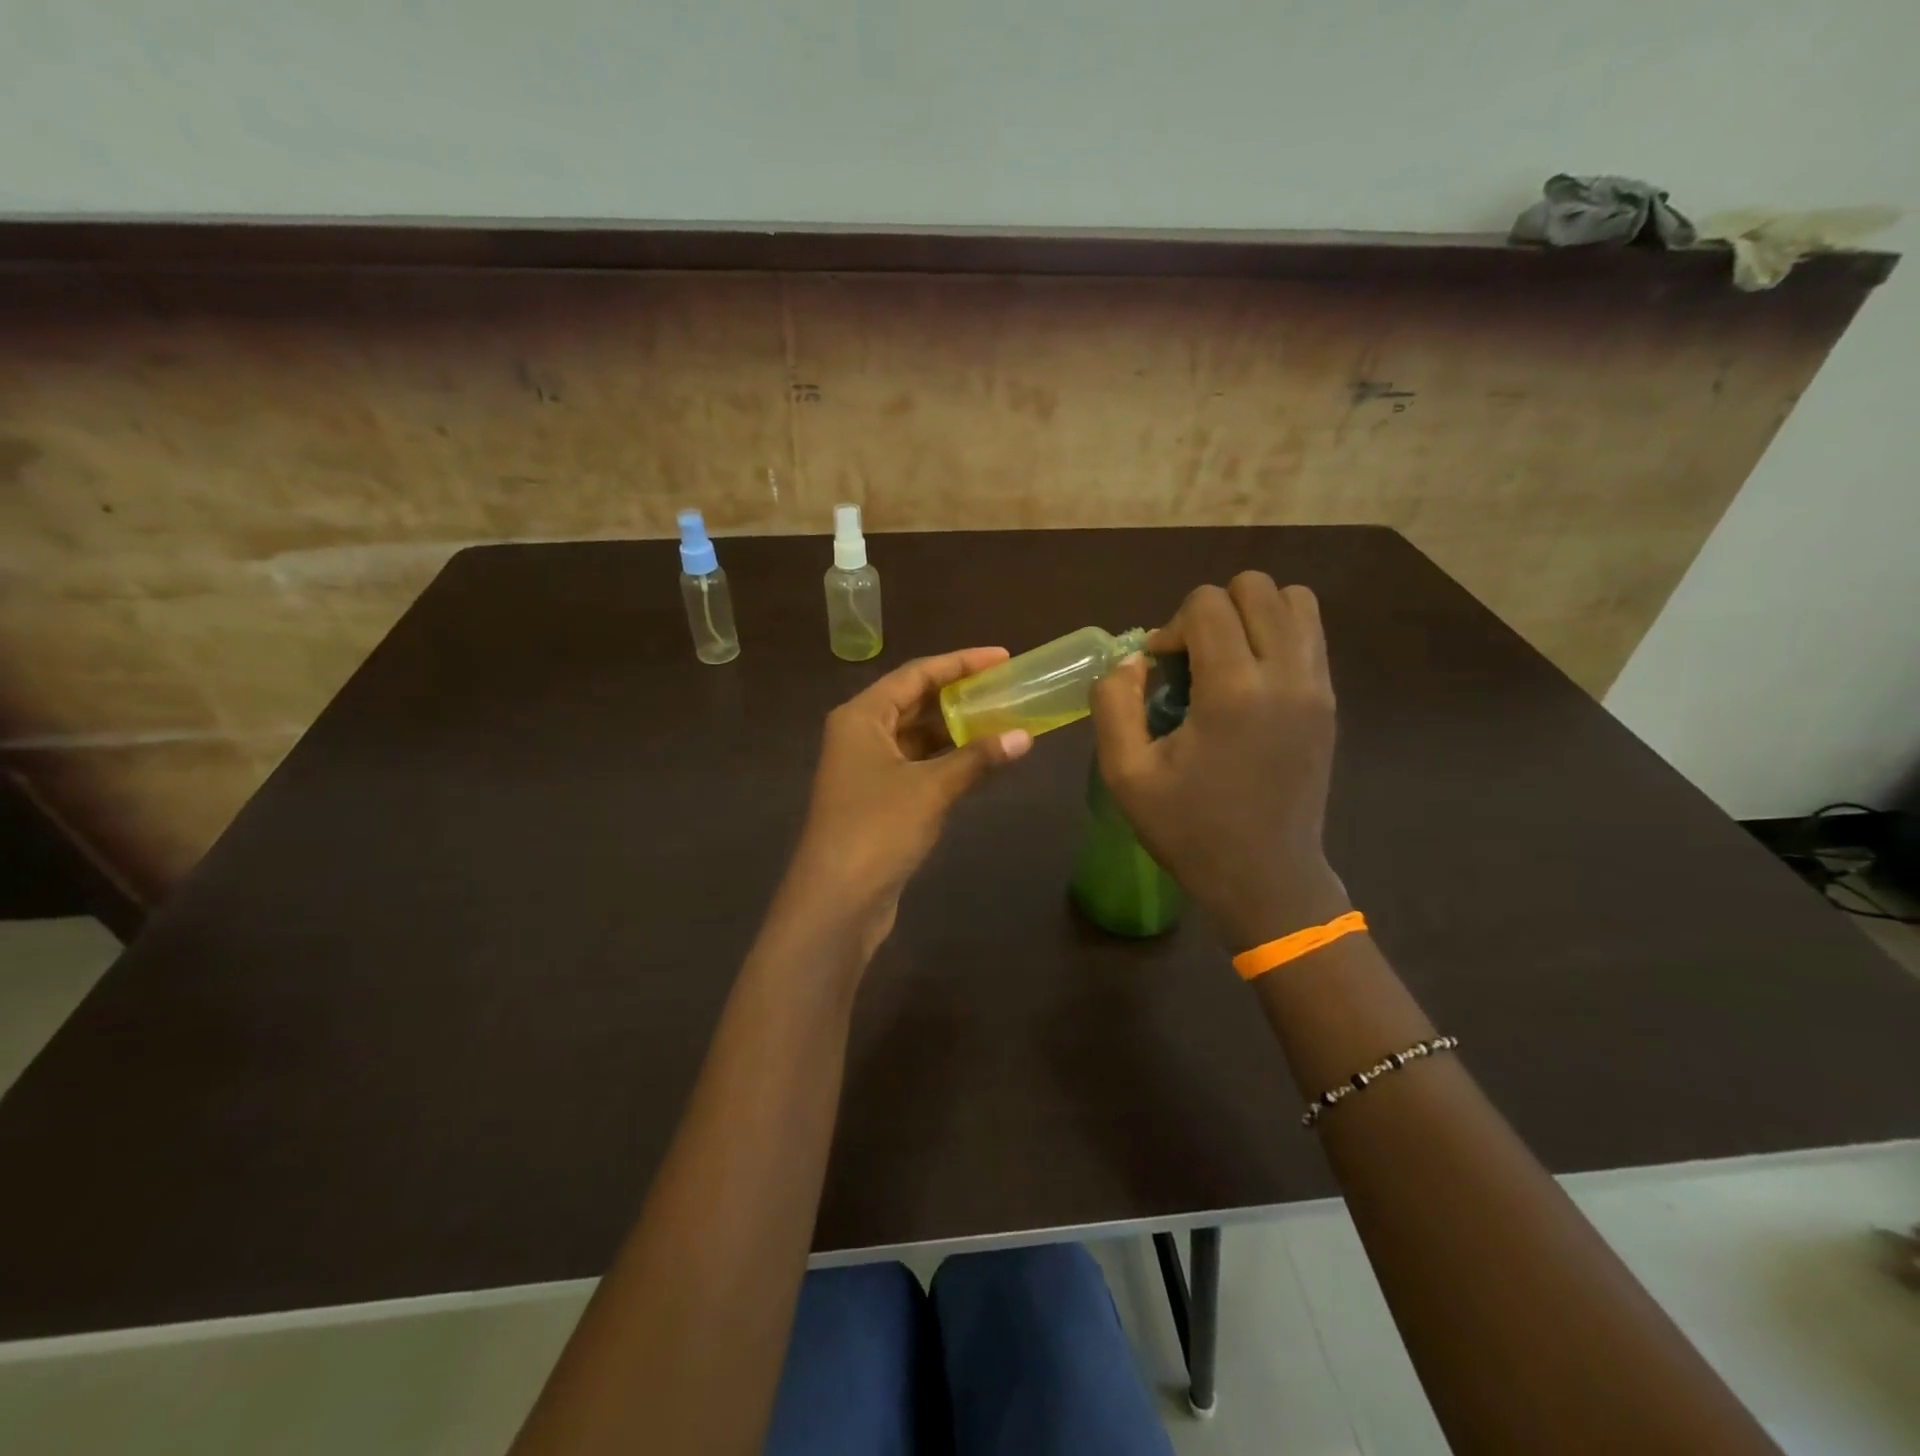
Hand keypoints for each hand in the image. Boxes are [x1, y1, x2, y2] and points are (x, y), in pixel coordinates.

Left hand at [781, 648, 1032, 956]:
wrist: (837, 899)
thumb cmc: (877, 829)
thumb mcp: (931, 788)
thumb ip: (977, 759)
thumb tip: (1025, 737)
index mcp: (862, 716)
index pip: (916, 674)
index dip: (960, 663)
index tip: (1002, 657)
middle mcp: (860, 733)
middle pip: (915, 701)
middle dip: (960, 694)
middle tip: (1006, 686)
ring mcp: (867, 767)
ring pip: (918, 735)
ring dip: (956, 729)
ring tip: (1003, 718)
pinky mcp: (878, 798)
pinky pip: (918, 764)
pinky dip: (948, 759)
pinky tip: (981, 759)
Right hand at [1090, 573, 1348, 950]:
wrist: (1266, 878)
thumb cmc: (1189, 830)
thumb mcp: (1126, 775)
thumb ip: (1114, 704)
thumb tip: (1131, 660)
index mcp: (1233, 691)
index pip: (1208, 603)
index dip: (1171, 626)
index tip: (1160, 671)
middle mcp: (1285, 675)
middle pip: (1255, 587)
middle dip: (1211, 611)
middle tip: (1192, 661)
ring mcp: (1317, 687)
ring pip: (1294, 600)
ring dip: (1250, 616)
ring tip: (1224, 661)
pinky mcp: (1330, 702)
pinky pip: (1310, 635)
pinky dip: (1277, 636)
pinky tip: (1249, 681)